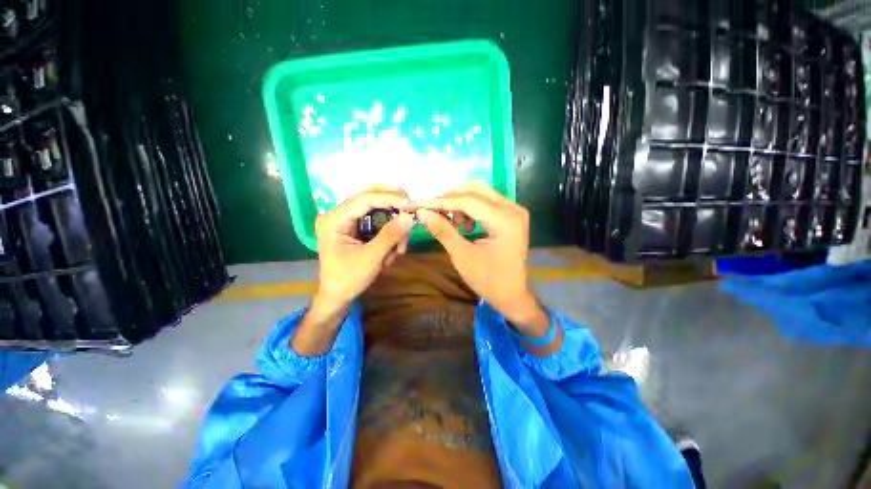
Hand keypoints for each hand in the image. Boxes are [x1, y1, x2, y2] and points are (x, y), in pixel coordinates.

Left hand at [293, 185, 414, 354]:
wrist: (337, 296)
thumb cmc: (348, 280)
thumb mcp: (371, 259)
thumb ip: (390, 236)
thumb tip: (409, 216)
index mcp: (333, 220)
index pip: (365, 199)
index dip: (391, 199)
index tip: (413, 205)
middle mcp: (338, 214)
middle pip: (370, 197)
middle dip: (393, 204)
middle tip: (413, 210)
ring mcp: (346, 219)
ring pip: (376, 208)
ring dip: (393, 224)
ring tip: (400, 248)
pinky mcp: (355, 225)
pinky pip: (376, 219)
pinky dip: (389, 231)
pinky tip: (394, 248)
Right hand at [416, 182, 548, 336]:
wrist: (512, 295)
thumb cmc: (488, 280)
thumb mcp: (462, 256)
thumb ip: (443, 231)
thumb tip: (422, 213)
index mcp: (505, 220)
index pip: (468, 201)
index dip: (442, 202)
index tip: (421, 205)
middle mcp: (513, 209)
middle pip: (476, 190)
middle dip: (451, 199)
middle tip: (434, 212)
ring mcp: (514, 210)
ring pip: (481, 193)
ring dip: (461, 203)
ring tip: (454, 225)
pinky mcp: (512, 215)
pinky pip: (487, 202)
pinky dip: (471, 208)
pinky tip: (466, 226)